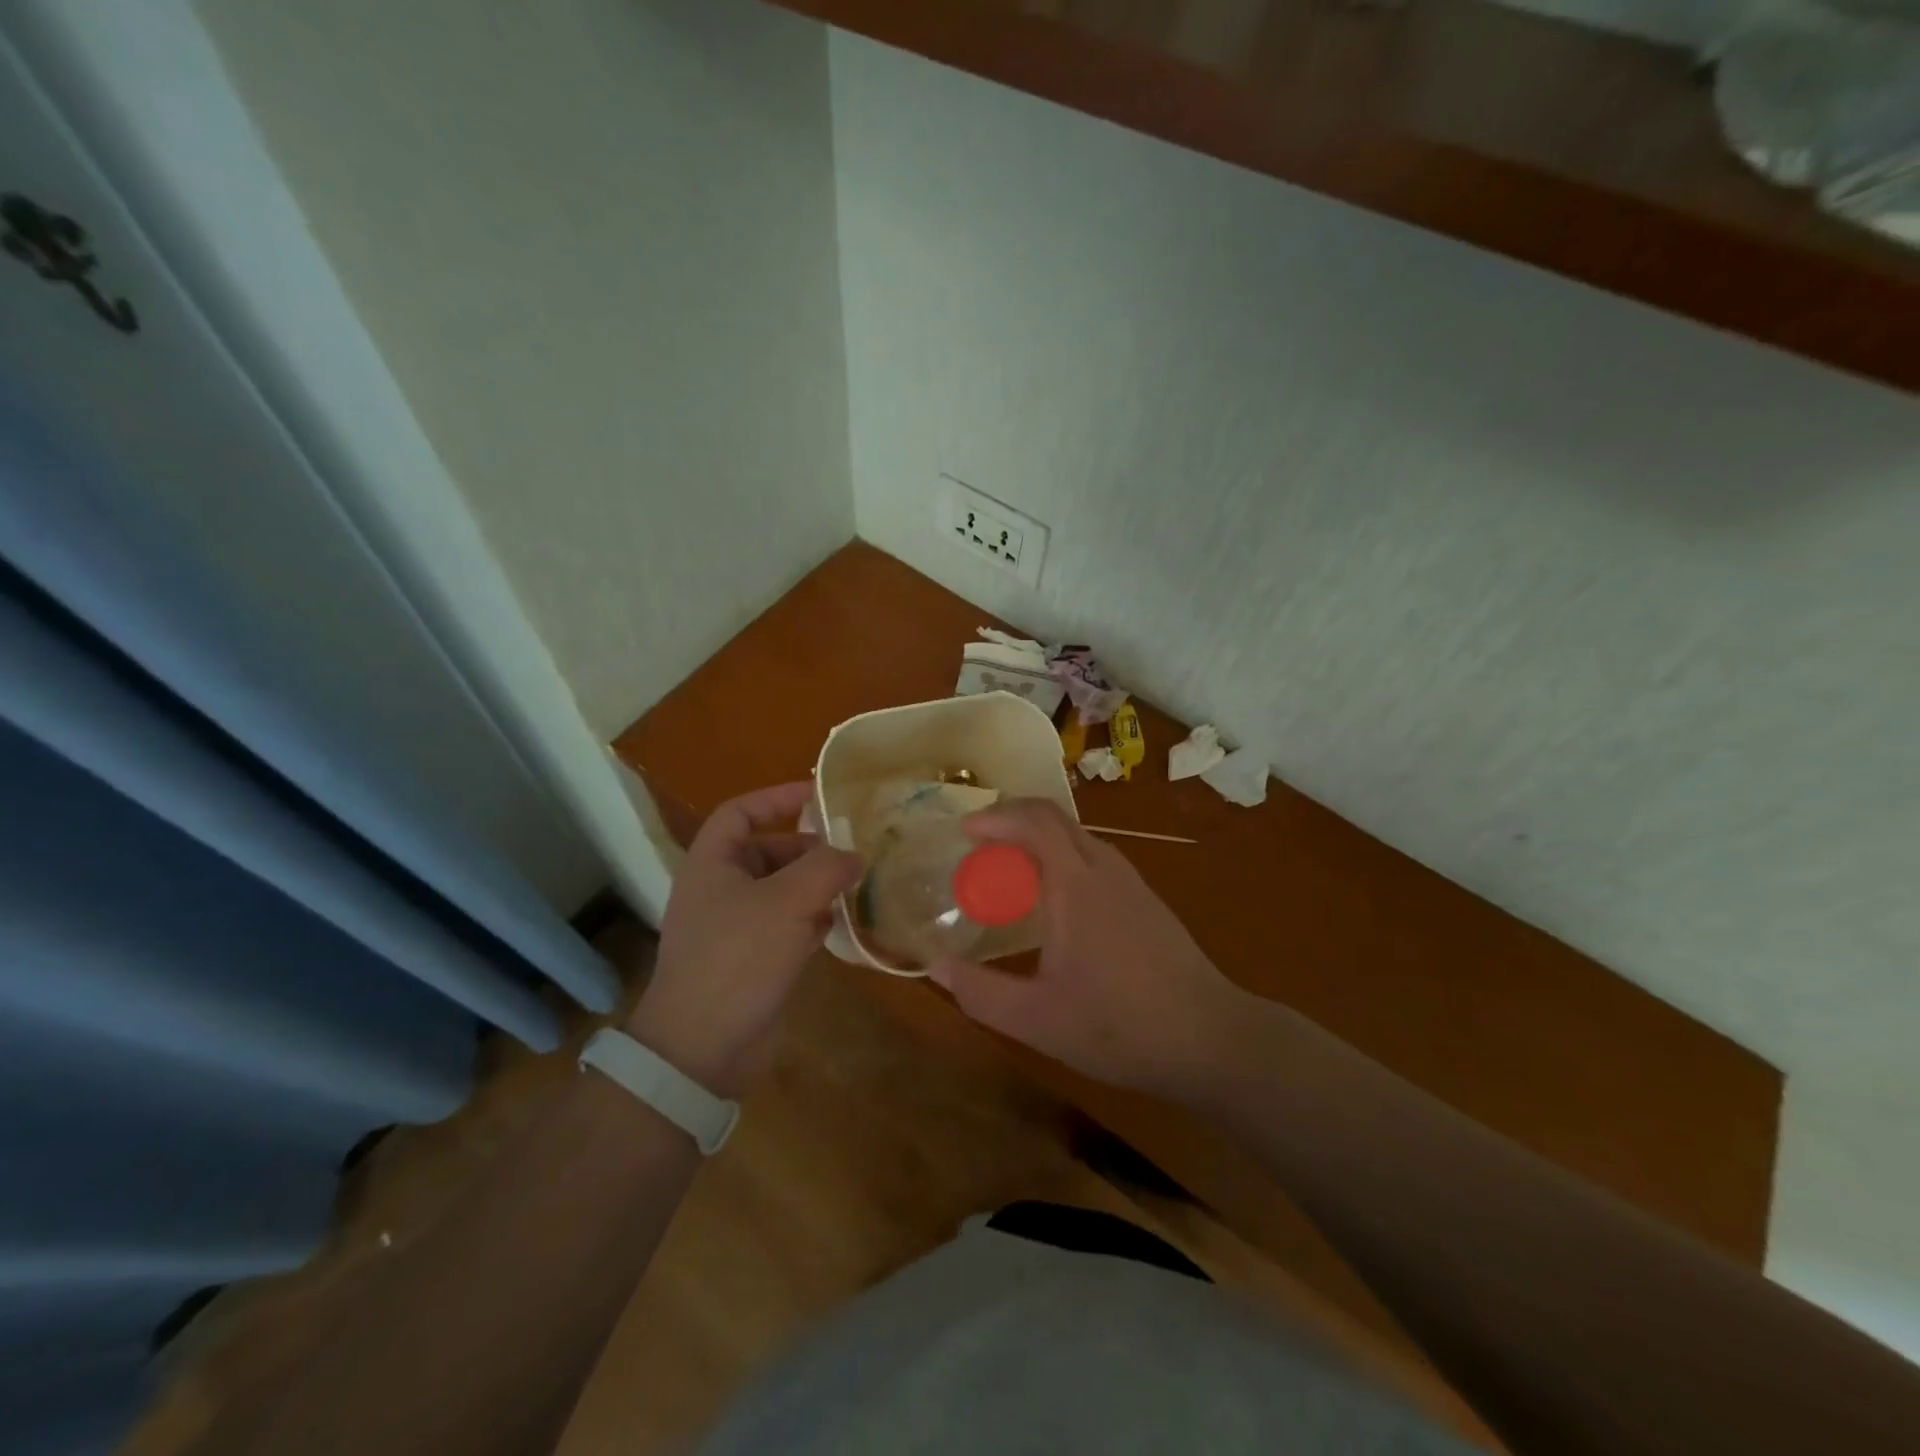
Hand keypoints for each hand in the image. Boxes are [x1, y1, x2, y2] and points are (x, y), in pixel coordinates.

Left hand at [627, 782, 861, 1096]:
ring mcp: (735, 928)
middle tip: (851, 851)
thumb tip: (854, 855)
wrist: (702, 1049)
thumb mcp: (787, 902)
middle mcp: (720, 890)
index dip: (776, 798)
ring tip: (857, 884)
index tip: (819, 795)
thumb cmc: (738, 958)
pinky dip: (812, 920)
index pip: (740, 812)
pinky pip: (786, 926)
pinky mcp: (752, 961)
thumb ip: (826, 868)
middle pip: (767, 852)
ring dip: (815, 886)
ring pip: (781, 891)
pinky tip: (841, 924)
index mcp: (712, 864)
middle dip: (809, 849)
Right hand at [929, 799, 1254, 1097]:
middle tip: (979, 854)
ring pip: (1077, 839)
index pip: (1035, 820)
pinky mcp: (1146, 900)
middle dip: (1011, 824)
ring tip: (1009, 878)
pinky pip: (1093, 859)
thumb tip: (937, 967)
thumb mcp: (1037, 1019)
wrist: (1212, 1039)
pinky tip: (1054, 907)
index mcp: (1077, 884)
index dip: (996, 816)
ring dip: (1037, 843)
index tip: (964, 833)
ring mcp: (1131, 882)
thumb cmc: (1121, 1026)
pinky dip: (1061, 862)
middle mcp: (1105, 869)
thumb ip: (981, 993)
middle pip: (1054, 820)